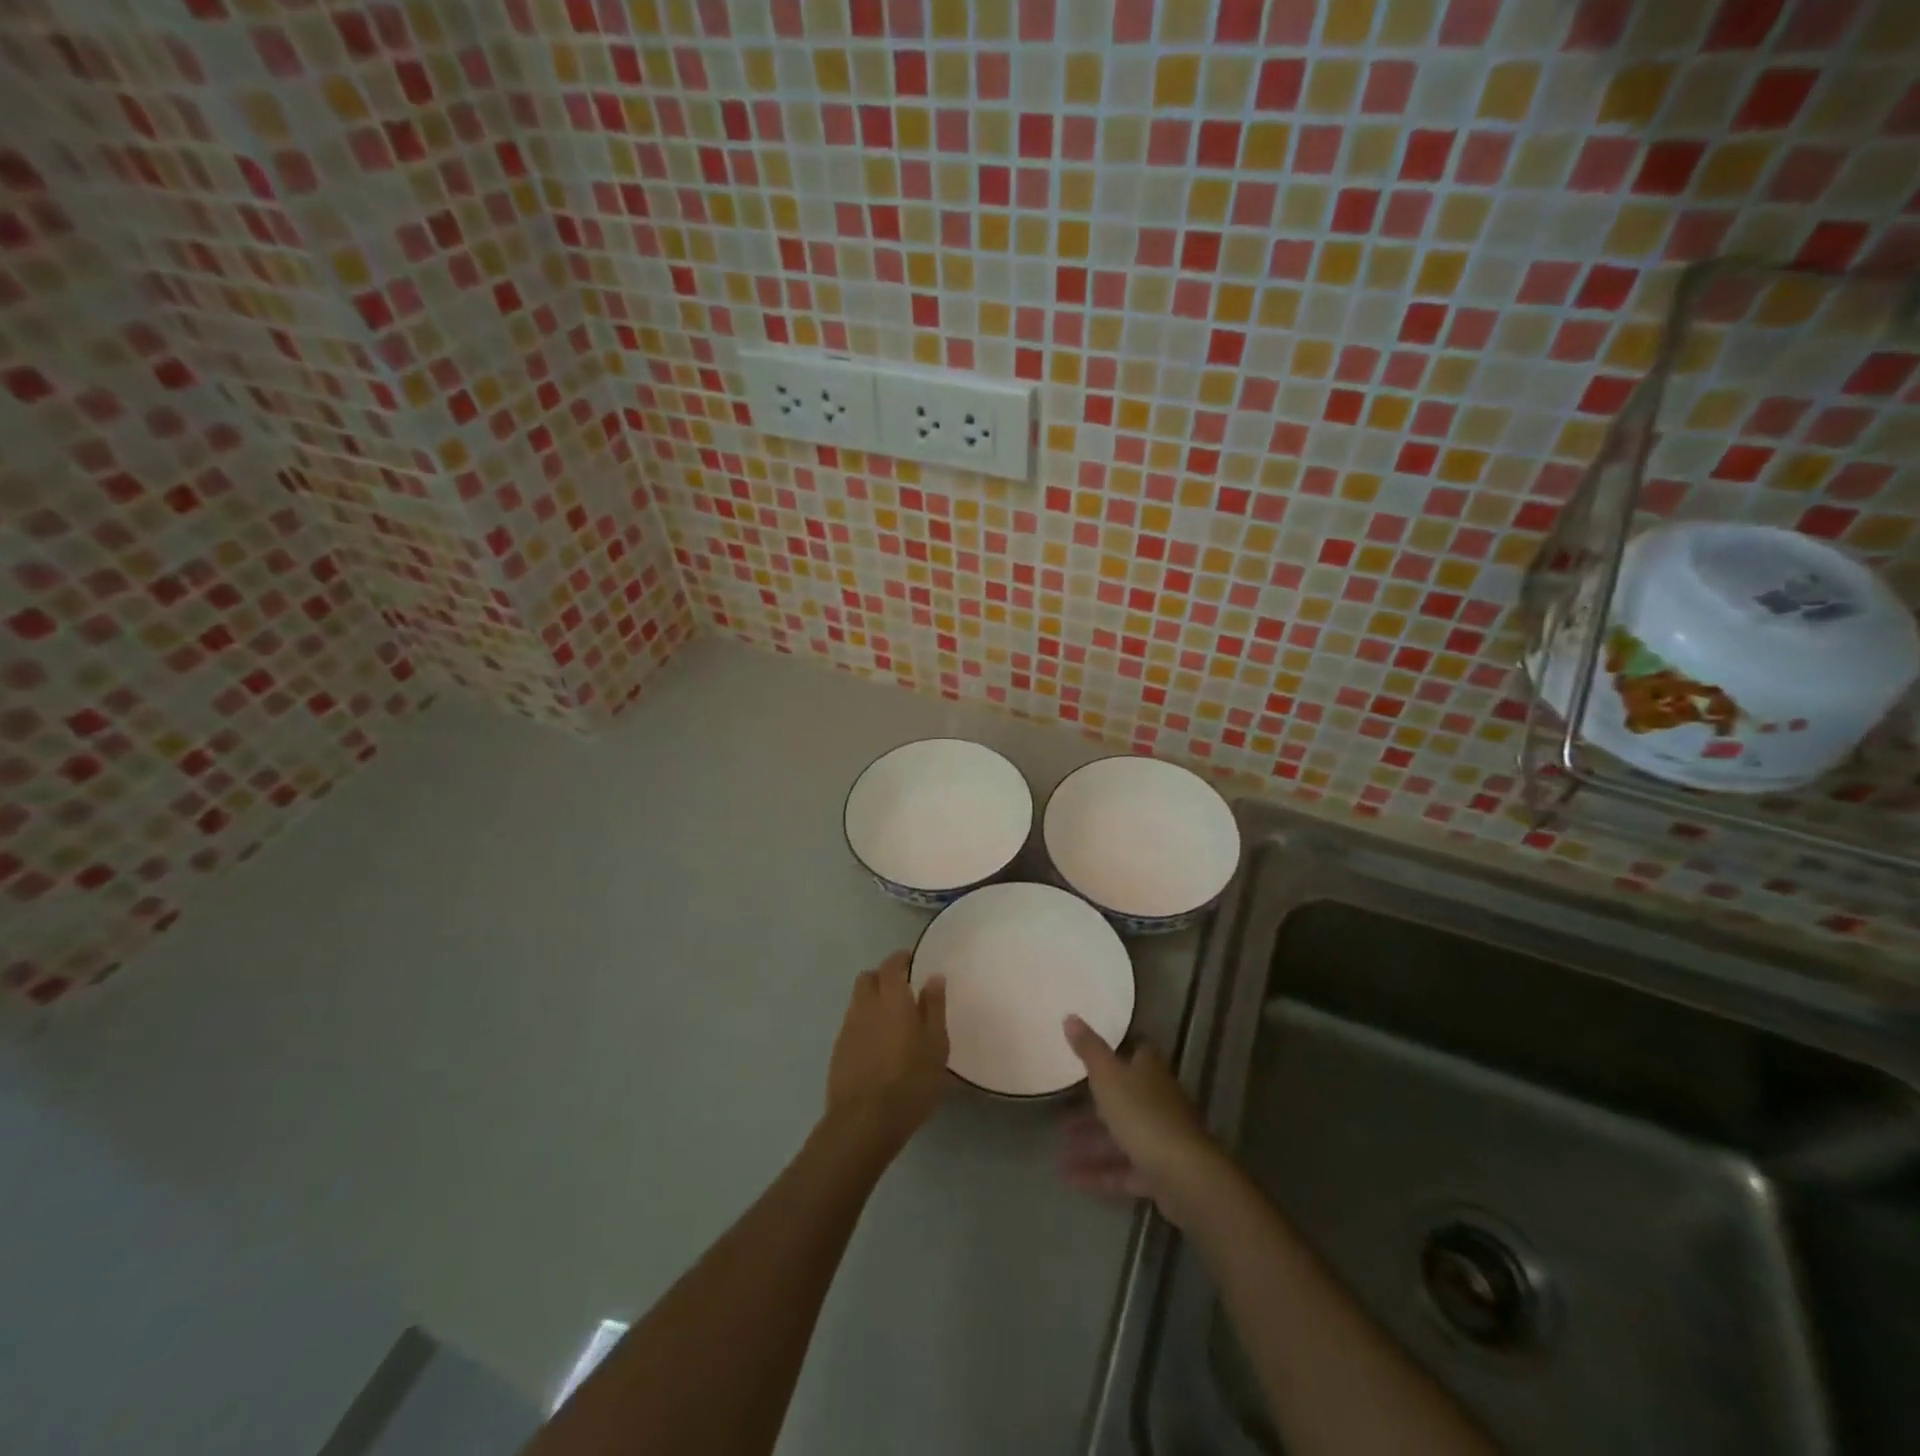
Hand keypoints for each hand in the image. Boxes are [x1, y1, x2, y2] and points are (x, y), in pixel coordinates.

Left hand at [824, 952, 948, 1152]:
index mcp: (891, 999)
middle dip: (883, 977)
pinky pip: (852, 1024)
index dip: (900, 959)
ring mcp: (848, 1028)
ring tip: (892, 1021)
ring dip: (872, 1001)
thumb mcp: (936, 1045)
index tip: (912, 962)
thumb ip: (934, 1007)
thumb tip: (933, 978)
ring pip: (858, 1001)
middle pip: (868, 978)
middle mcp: (865, 1006)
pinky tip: (878, 1046)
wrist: (864, 1122)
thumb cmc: (910, 1081)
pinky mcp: (838, 1051)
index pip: (891, 965)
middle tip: (903, 991)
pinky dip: (865, 1024)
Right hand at [1060, 1016, 1227, 1226]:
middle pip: (1124, 1098)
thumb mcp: (1108, 1076)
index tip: (1089, 1056)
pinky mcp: (1159, 1173)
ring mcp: (1161, 1138)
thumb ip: (1089, 1049)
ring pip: (1121, 1136)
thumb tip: (1070, 1015)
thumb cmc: (1142, 1114)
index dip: (1116, 1053)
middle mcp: (1158, 1101)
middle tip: (1060, 1112)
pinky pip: (1124, 1170)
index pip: (1136, 1053)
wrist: (1184, 1176)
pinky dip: (1099, 1173)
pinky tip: (1070, 1178)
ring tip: (1058, 1152)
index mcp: (1149, 1072)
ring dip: (1090, 1143)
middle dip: (1092, 1107)